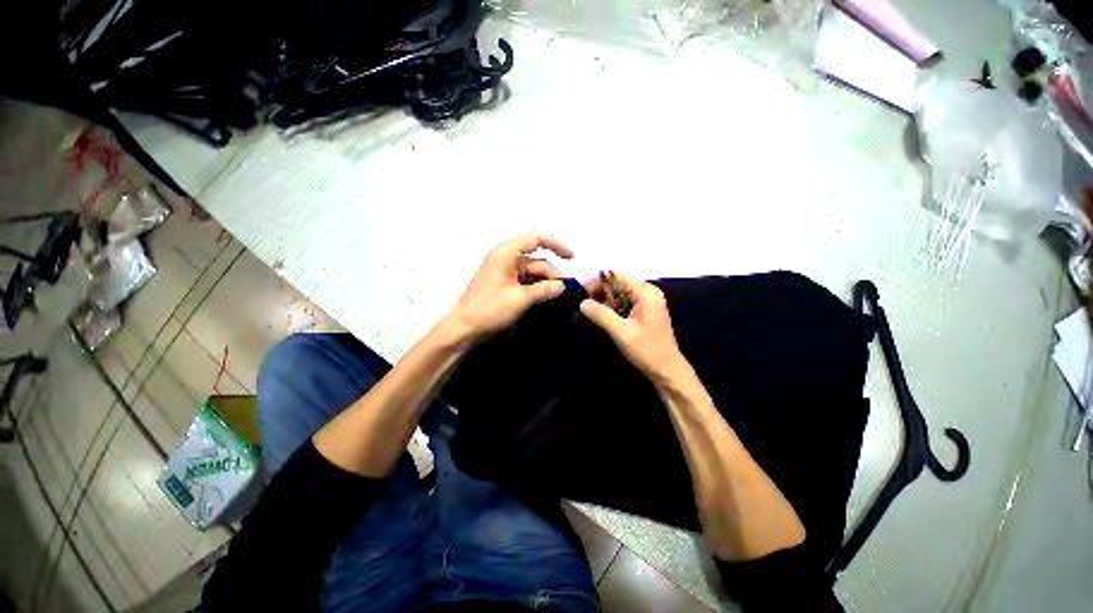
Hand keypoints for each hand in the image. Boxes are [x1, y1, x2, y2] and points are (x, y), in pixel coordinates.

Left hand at [446, 233, 573, 344]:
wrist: (464, 328)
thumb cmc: (489, 308)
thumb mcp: (520, 298)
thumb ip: (544, 289)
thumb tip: (563, 286)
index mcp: (507, 253)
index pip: (536, 239)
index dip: (557, 245)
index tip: (572, 258)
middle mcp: (507, 258)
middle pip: (537, 259)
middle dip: (552, 273)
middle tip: (566, 292)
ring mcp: (506, 272)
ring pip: (533, 272)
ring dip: (546, 282)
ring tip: (559, 297)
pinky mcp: (506, 285)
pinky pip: (526, 282)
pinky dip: (537, 288)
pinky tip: (547, 298)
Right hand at [580, 272, 688, 384]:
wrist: (667, 370)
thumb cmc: (647, 350)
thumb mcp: (621, 333)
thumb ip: (602, 315)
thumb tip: (582, 303)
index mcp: (645, 292)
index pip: (617, 275)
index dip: (598, 281)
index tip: (582, 293)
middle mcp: (647, 292)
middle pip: (618, 282)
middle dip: (600, 291)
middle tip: (584, 304)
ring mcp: (646, 301)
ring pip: (619, 292)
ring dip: (604, 299)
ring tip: (589, 310)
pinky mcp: (644, 310)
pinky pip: (624, 301)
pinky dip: (612, 306)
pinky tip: (602, 315)